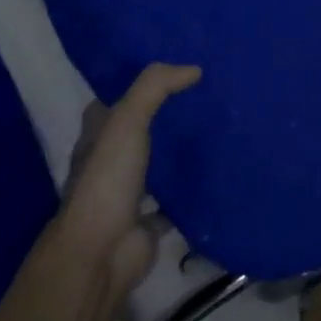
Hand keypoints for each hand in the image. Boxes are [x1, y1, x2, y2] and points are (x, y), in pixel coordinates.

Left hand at [57, 63, 200, 311]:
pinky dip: (194, 187)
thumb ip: (156, 87)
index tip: (178, 67)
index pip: (118, 98)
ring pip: (161, 162)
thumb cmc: (107, 179)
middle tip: (209, 92)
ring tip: (221, 125)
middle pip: (143, 129)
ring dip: (183, 150)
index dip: (141, 82)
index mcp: (98, 134)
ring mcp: (130, 191)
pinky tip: (222, 169)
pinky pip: (177, 197)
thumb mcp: (127, 120)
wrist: (101, 253)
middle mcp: (111, 160)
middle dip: (170, 114)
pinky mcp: (151, 218)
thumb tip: (195, 69)